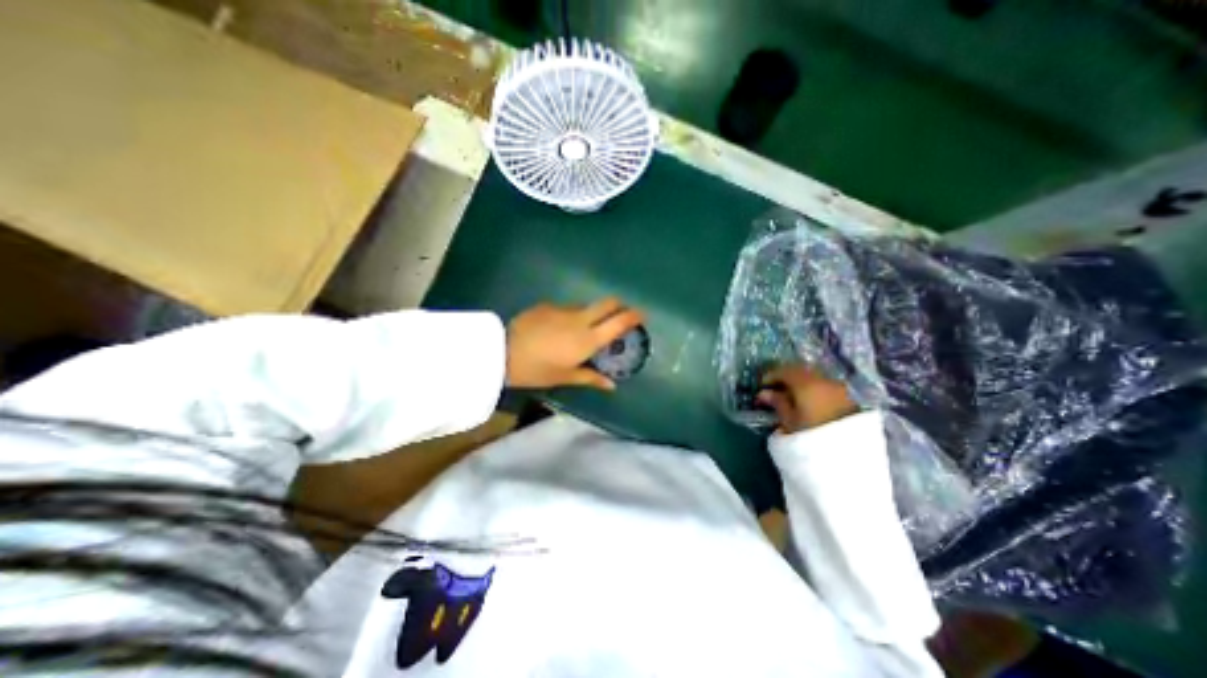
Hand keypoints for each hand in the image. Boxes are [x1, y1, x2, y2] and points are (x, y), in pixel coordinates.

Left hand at [504, 295, 645, 388]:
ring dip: (592, 313)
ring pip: (586, 305)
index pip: (618, 322)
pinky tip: (558, 328)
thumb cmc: (537, 370)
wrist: (502, 352)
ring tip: (583, 328)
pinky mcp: (548, 305)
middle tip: (620, 315)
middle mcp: (581, 319)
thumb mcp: (565, 377)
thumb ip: (590, 378)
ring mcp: (563, 308)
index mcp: (588, 339)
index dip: (634, 316)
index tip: (643, 314)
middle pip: (608, 303)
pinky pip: (567, 308)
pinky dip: (571, 316)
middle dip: (619, 305)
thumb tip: (612, 385)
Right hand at [751, 366, 855, 433]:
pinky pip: (826, 387)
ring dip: (801, 383)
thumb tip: (765, 393)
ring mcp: (839, 388)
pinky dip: (814, 390)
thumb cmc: (811, 436)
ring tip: (791, 396)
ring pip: (815, 378)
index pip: (785, 371)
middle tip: (775, 388)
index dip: (771, 375)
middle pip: (801, 372)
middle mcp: (823, 380)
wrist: (849, 456)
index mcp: (805, 383)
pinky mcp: (849, 399)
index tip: (762, 384)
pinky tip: (808, 401)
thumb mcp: (789, 421)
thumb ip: (777, 402)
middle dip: (787, 377)